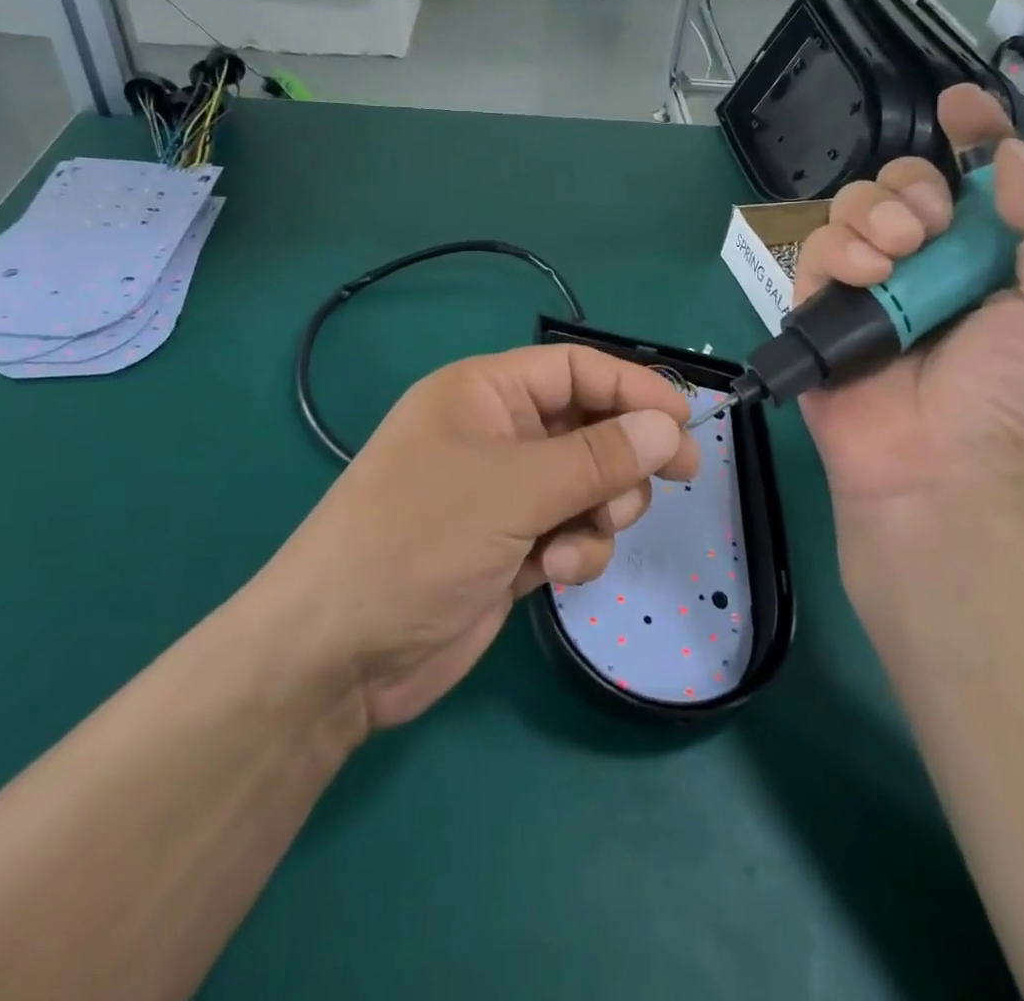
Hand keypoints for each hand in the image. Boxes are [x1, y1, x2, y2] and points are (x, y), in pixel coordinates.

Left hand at [265, 346, 699, 730]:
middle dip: (626, 454)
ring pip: (588, 483)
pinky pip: (571, 529)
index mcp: (483, 394)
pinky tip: (556, 571)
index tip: (685, 419)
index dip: (632, 387)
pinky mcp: (511, 546)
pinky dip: (577, 548)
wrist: (338, 654)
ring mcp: (503, 494)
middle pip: (588, 425)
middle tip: (679, 474)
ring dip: (601, 509)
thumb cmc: (417, 541)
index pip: (574, 369)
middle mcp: (496, 435)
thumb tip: (667, 427)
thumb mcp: (513, 490)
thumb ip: (597, 457)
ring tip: (581, 536)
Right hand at [795, 86, 1023, 586]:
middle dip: (915, 186)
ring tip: (896, 257)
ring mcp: (871, 282)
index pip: (982, 176)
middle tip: (932, 225)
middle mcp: (928, 260)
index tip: (961, 106)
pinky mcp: (821, 304)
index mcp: (992, 256)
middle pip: (905, 181)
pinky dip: (839, 251)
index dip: (976, 132)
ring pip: (854, 204)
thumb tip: (1013, 154)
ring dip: (876, 215)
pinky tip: (864, 278)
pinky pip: (816, 248)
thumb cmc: (1011, 398)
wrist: (935, 471)